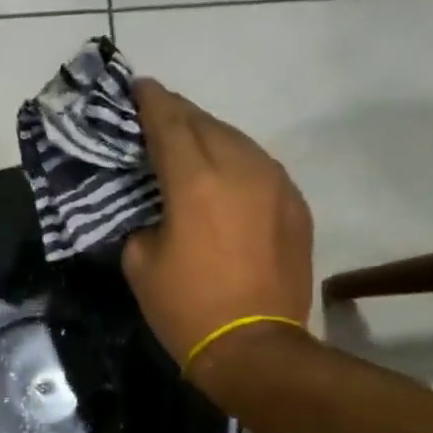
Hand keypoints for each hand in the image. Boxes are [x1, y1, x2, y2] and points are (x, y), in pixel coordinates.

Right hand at [121, 79, 314, 363]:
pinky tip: (223, 176)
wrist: (255, 347)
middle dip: (179, 114)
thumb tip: (154, 210)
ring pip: (238, 141)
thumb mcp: (140, 263)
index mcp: (195, 182)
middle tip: (157, 113)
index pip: (169, 124)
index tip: (138, 86)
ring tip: (188, 142)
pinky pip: (260, 167)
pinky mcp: (295, 204)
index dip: (150, 102)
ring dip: (209, 136)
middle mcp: (240, 169)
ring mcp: (275, 184)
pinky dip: (236, 162)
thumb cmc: (185, 307)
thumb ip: (142, 221)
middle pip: (206, 123)